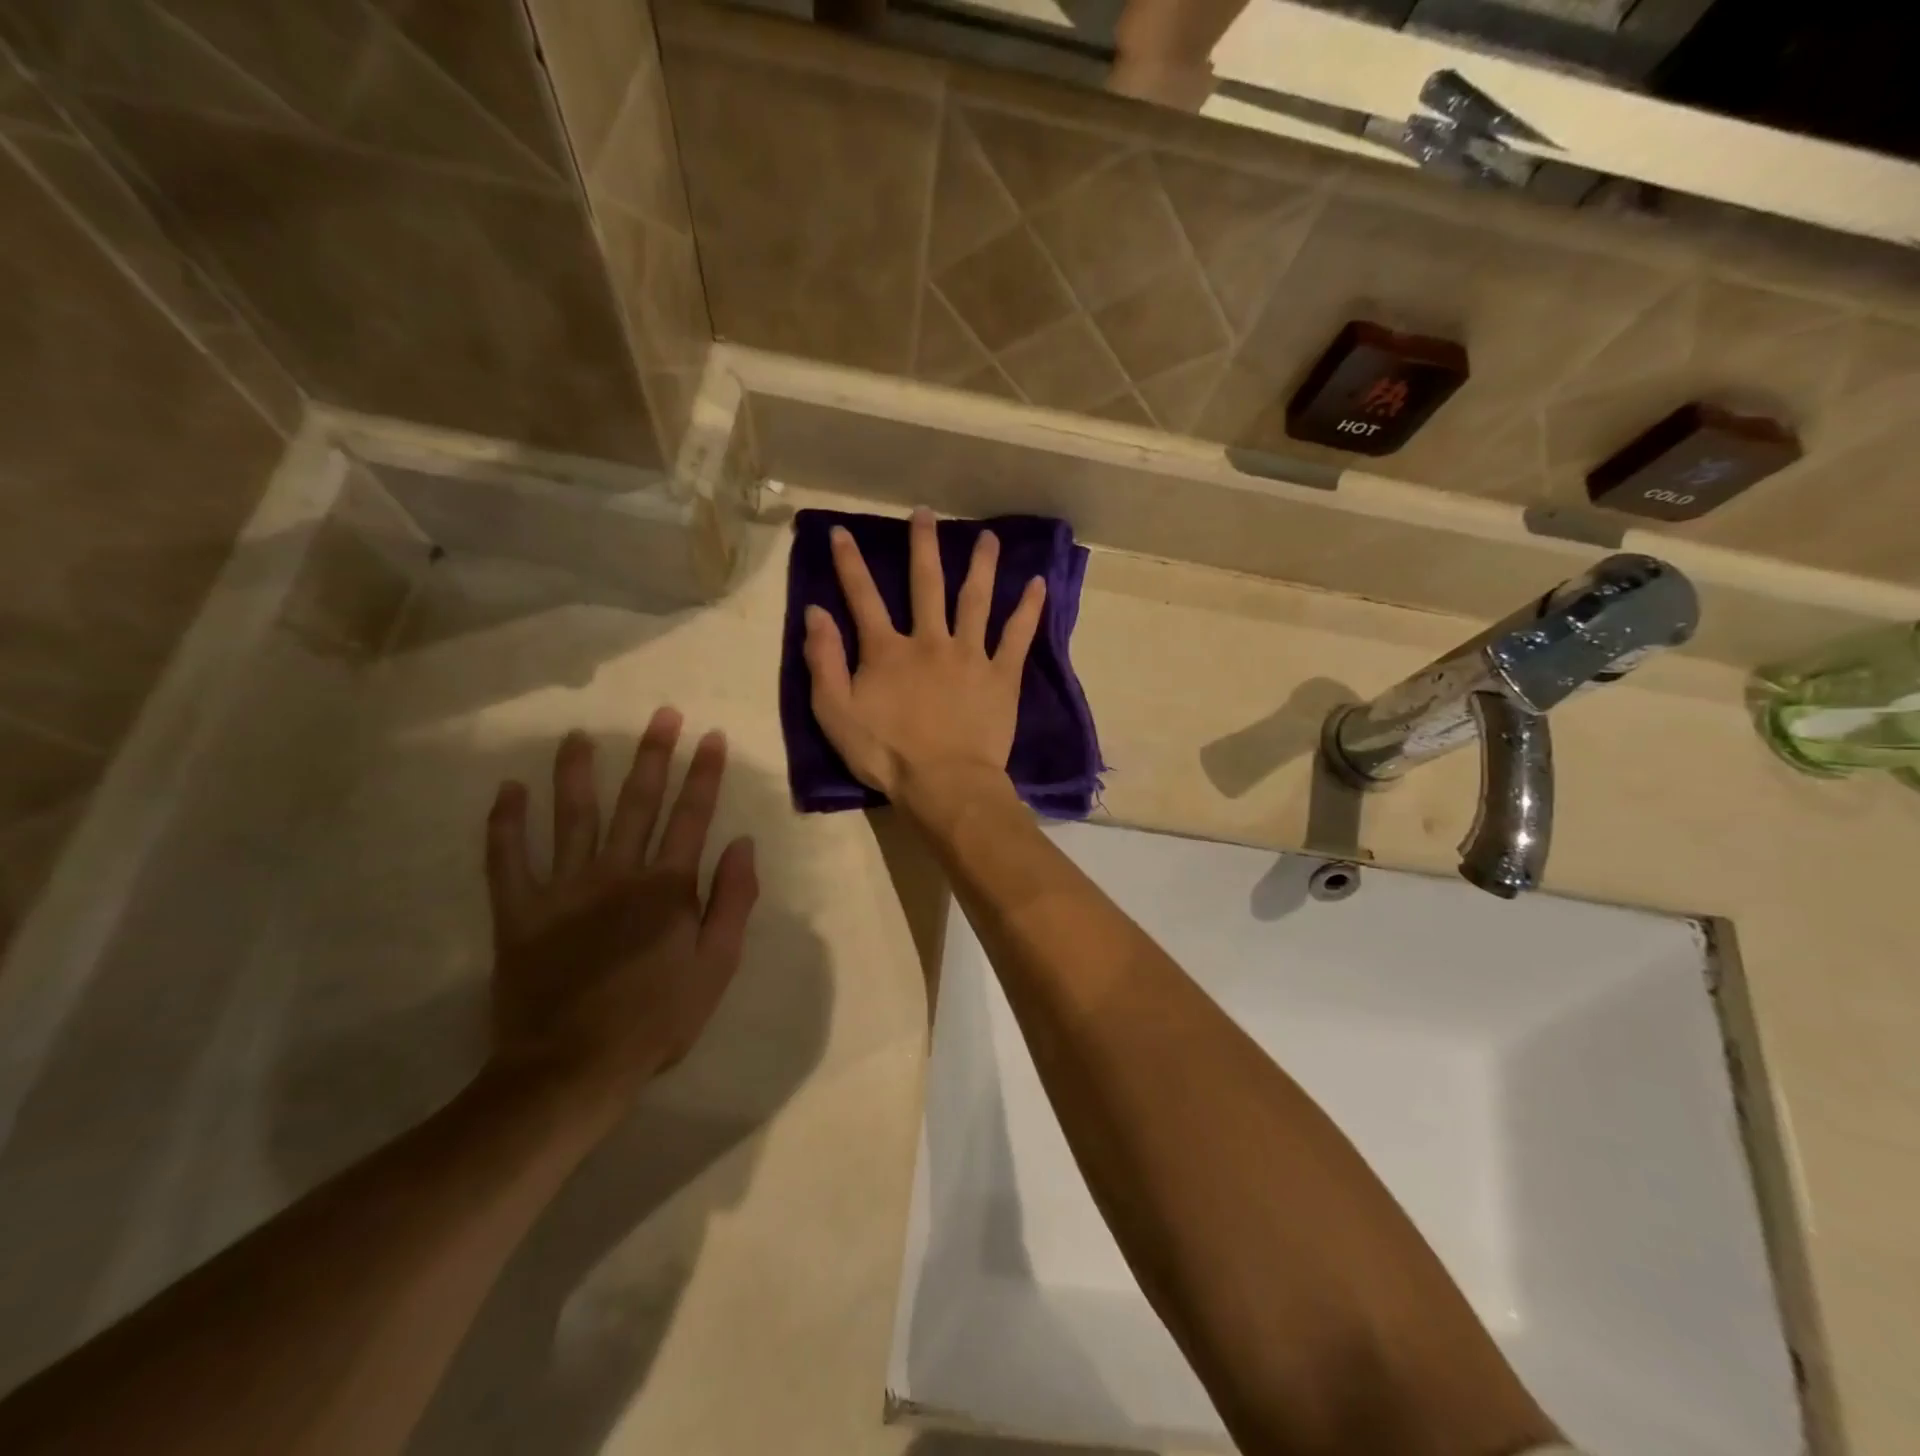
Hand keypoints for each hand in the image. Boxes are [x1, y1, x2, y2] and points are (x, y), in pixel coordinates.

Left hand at [483, 711, 757, 1117]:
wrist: (572, 1068)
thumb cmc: (657, 1019)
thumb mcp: (717, 965)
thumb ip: (733, 901)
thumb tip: (742, 844)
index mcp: (667, 887)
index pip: (692, 816)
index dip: (704, 774)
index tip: (710, 737)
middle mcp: (617, 873)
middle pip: (638, 803)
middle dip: (653, 756)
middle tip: (662, 715)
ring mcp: (564, 888)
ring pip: (572, 816)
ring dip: (578, 772)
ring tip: (579, 736)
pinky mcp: (519, 912)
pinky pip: (507, 859)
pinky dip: (505, 823)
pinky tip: (508, 790)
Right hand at [803, 507, 1045, 799]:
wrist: (945, 783)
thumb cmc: (887, 754)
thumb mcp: (836, 714)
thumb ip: (824, 661)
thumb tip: (815, 612)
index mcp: (887, 651)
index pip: (863, 597)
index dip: (849, 563)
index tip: (842, 531)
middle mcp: (930, 640)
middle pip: (926, 584)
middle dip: (923, 546)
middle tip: (925, 514)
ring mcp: (970, 655)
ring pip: (976, 599)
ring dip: (981, 565)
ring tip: (988, 537)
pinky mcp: (1001, 675)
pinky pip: (1017, 636)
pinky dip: (1028, 610)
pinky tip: (1038, 584)